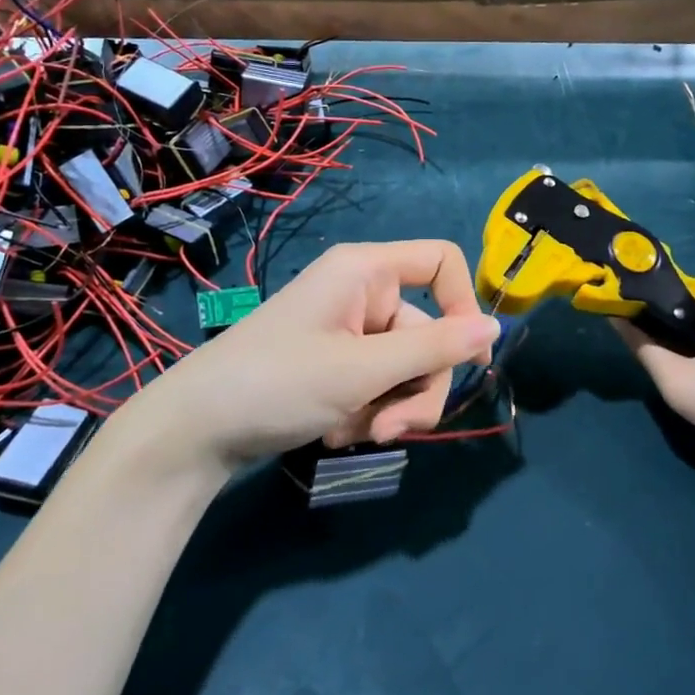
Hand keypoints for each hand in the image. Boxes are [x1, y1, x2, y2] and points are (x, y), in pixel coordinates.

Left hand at [154, 240, 499, 466]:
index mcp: (366, 271)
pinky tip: (335, 432)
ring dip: (392, 407)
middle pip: (429, 334)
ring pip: (408, 369)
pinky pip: (381, 385)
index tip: (467, 358)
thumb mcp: (363, 370)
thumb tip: (496, 328)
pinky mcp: (339, 366)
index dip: (463, 305)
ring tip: (356, 432)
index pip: (441, 262)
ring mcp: (351, 333)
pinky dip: (368, 412)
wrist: (198, 431)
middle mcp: (363, 294)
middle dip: (416, 388)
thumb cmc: (278, 383)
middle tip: (390, 428)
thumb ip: (434, 349)